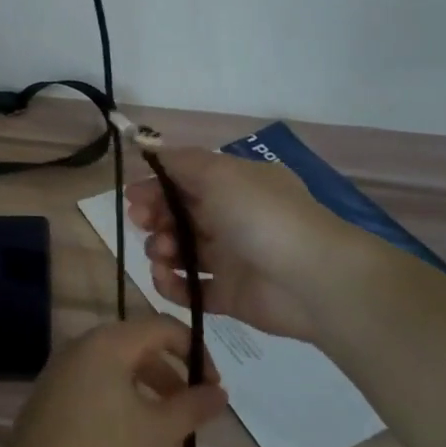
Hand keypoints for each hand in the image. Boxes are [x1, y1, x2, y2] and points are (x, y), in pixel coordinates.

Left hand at [0, 318, 228, 446]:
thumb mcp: (158, 433)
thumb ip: (192, 407)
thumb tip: (219, 391)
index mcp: (108, 343)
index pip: (162, 326)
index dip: (196, 350)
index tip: (214, 387)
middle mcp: (82, 345)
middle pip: (138, 345)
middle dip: (171, 375)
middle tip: (193, 411)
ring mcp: (62, 368)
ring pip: (117, 367)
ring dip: (148, 390)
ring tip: (167, 430)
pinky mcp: (51, 393)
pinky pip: (96, 382)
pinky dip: (122, 398)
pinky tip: (131, 437)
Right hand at [126, 147, 358, 344]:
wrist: (313, 279)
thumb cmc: (262, 215)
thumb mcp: (219, 172)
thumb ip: (181, 162)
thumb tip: (152, 151)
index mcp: (234, 185)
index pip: (184, 181)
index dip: (155, 187)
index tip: (132, 197)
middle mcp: (231, 217)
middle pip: (177, 215)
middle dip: (153, 217)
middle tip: (144, 223)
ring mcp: (230, 258)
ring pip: (180, 251)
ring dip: (160, 249)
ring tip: (163, 254)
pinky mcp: (229, 295)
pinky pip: (190, 288)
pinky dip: (171, 284)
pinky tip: (165, 277)